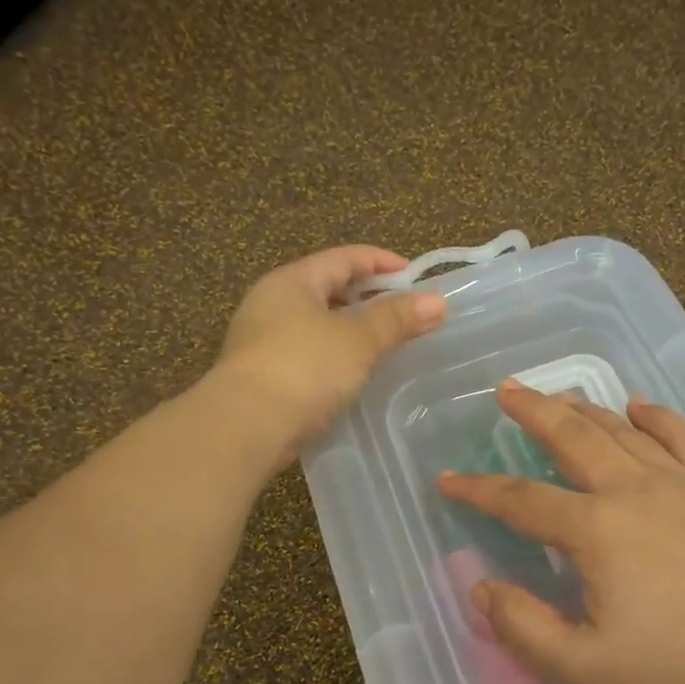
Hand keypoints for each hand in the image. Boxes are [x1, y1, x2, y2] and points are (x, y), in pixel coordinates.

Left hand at [215, 245, 445, 465]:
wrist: (247, 425)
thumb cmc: (305, 368)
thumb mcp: (358, 340)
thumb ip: (396, 319)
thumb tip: (437, 301)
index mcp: (293, 281)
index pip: (343, 258)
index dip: (381, 262)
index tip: (414, 278)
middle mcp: (271, 303)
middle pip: (327, 289)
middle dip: (366, 298)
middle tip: (402, 313)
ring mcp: (262, 341)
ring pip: (315, 324)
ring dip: (349, 330)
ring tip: (383, 346)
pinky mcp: (262, 376)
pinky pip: (307, 355)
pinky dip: (333, 357)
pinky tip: (352, 376)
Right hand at [437, 382, 684, 683]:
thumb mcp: (585, 670)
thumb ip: (523, 627)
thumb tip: (481, 588)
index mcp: (597, 531)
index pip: (521, 500)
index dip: (479, 490)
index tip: (448, 479)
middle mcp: (636, 491)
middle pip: (574, 437)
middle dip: (535, 411)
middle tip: (507, 390)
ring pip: (625, 432)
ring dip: (587, 410)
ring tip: (562, 396)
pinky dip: (657, 418)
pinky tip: (642, 406)